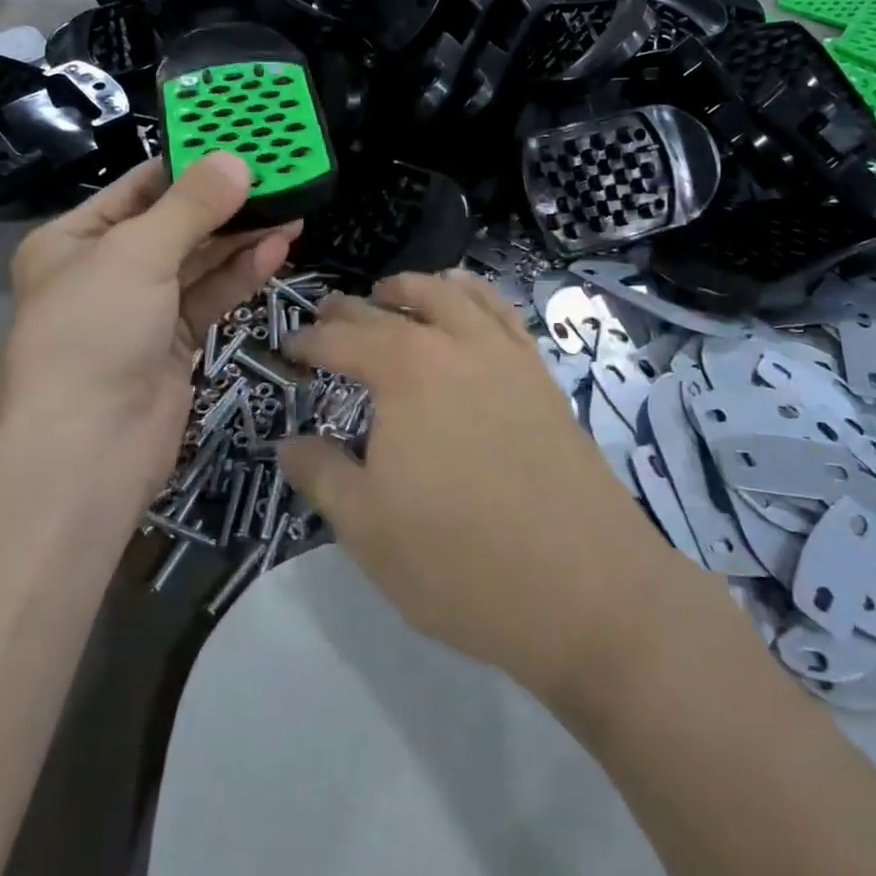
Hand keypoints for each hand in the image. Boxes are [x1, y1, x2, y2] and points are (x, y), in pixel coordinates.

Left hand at [0, 154, 296, 501]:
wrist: (88, 448)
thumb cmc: (95, 333)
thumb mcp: (138, 254)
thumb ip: (192, 205)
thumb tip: (238, 160)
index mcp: (74, 239)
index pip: (139, 186)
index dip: (190, 163)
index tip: (241, 143)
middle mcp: (106, 270)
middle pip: (176, 223)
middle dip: (226, 202)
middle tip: (279, 177)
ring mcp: (142, 309)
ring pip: (200, 261)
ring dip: (242, 236)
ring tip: (292, 209)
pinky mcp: (175, 342)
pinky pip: (211, 296)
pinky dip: (242, 273)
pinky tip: (277, 249)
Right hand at [281, 272, 664, 701]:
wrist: (586, 589)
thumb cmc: (459, 561)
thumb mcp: (366, 527)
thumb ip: (320, 474)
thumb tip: (289, 443)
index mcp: (404, 370)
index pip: (343, 339)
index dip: (309, 341)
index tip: (289, 347)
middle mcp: (456, 344)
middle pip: (396, 307)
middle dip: (354, 309)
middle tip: (329, 314)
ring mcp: (507, 355)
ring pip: (456, 294)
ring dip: (417, 287)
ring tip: (397, 291)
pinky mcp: (543, 376)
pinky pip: (505, 315)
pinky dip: (478, 296)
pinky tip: (471, 306)